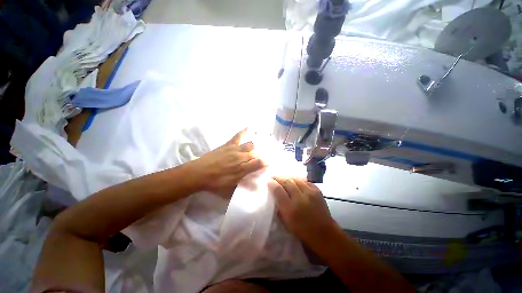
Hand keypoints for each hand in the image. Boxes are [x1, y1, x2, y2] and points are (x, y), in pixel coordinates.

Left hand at [190, 129, 264, 196]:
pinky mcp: (228, 144)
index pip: (259, 164)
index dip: (266, 162)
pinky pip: (238, 136)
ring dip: (257, 145)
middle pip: (256, 153)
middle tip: (267, 153)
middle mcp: (241, 158)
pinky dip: (244, 131)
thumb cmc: (215, 182)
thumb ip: (243, 184)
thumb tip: (255, 184)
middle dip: (263, 153)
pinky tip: (249, 127)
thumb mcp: (231, 188)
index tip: (271, 162)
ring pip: (250, 145)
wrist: (199, 173)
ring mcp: (235, 150)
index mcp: (242, 169)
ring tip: (261, 144)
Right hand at [268, 177, 336, 247]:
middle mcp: (300, 198)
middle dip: (278, 177)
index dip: (272, 183)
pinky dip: (298, 180)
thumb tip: (274, 195)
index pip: (278, 190)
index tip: (268, 181)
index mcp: (290, 209)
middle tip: (274, 176)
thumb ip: (279, 208)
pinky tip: (295, 181)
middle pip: (287, 181)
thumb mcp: (287, 222)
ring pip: (296, 178)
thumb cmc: (303, 230)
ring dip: (288, 177)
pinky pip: (305, 181)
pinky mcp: (317, 190)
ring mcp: (310, 193)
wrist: (324, 233)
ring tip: (284, 177)